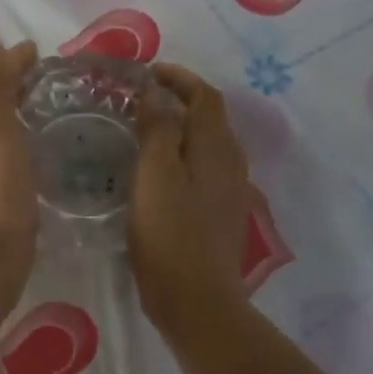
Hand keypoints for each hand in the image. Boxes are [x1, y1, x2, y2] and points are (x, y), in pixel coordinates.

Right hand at [129, 63, 251, 331]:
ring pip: (208, 145)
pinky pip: (204, 170)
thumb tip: (156, 92)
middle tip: (142, 99)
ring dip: (182, 128)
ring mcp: (229, 191)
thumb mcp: (155, 175)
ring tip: (146, 130)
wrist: (196, 300)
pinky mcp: (220, 215)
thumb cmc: (169, 235)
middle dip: (180, 100)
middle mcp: (230, 163)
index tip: (147, 73)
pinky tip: (159, 172)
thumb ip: (158, 129)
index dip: (179, 78)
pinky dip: (183, 156)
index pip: (204, 97)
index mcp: (216, 148)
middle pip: (210, 119)